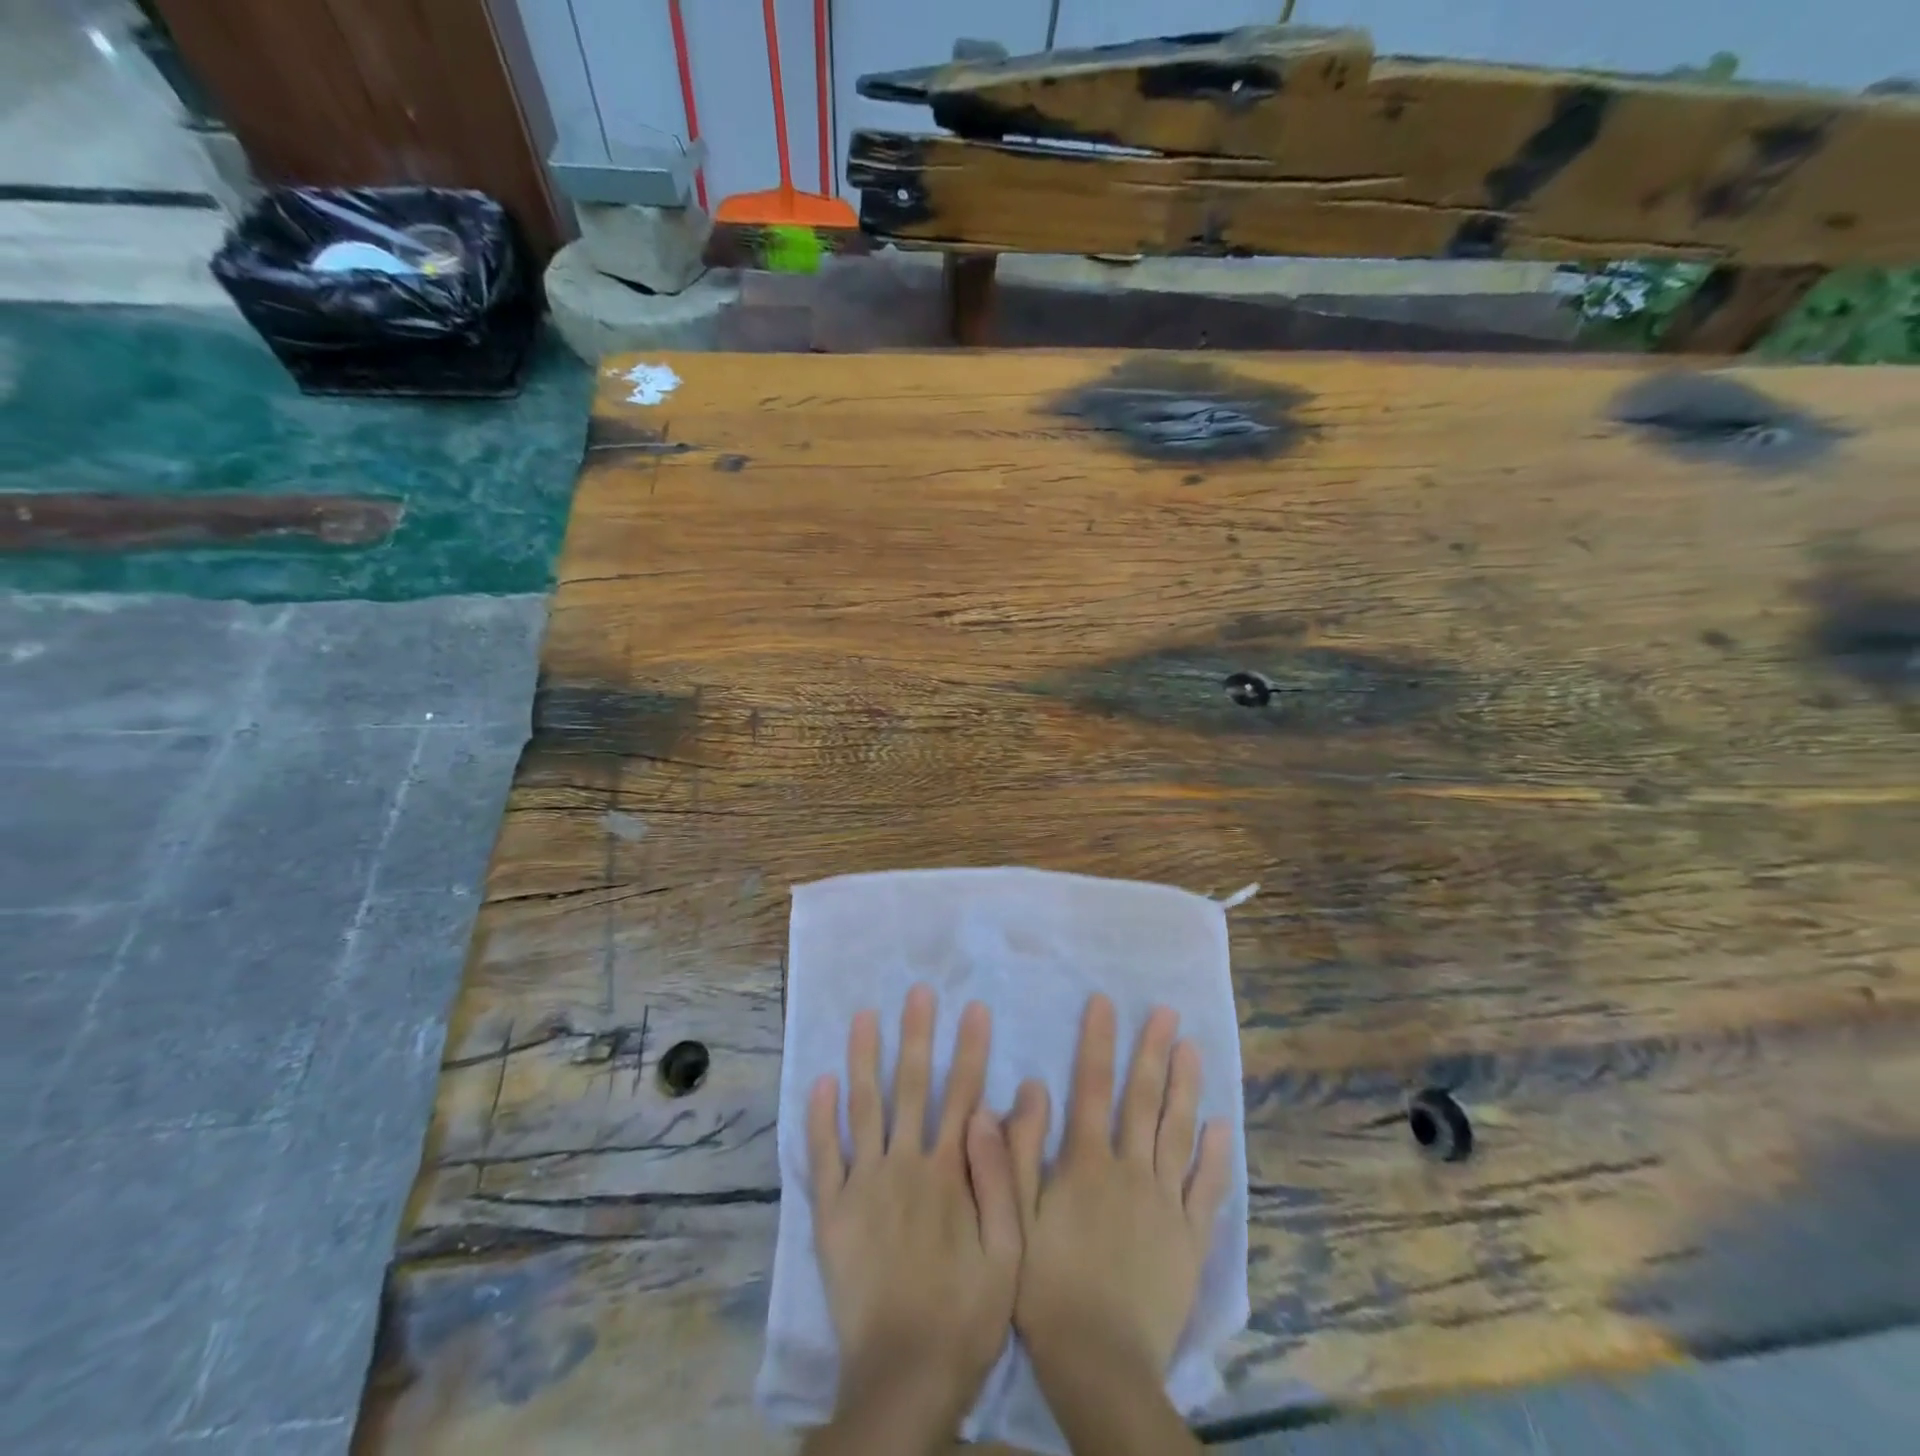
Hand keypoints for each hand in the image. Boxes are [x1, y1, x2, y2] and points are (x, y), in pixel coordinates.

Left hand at [805, 985, 1020, 1446]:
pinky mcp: (831, 1212)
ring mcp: (863, 1185)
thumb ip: (1005, 1176)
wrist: (904, 1377)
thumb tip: (1005, 1108)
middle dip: (916, 1035)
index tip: (974, 1008)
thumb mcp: (1009, 1250)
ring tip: (864, 1016)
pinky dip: (819, 1117)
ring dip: (864, 1058)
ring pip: (862, 1107)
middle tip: (917, 991)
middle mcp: (904, 1165)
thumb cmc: (966, 1314)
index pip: (963, 1095)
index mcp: (948, 1172)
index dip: (970, 1049)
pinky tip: (820, 1081)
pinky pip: (822, 1156)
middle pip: (911, 1087)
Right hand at [1007, 994, 1231, 1380]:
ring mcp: (1166, 1204)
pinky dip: (1214, 1156)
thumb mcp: (1014, 1217)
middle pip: (1143, 1100)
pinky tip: (1220, 1126)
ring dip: (1185, 1087)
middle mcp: (1131, 1171)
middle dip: (1152, 1051)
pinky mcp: (1190, 1240)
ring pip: (1178, 1133)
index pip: (1092, 1086)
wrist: (1099, 1364)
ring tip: (1193, 1048)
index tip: (1105, 1002)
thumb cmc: (1045, 1287)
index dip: (1098, 1040)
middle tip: (1166, 1012)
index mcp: (1087, 1163)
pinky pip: (1207, 1190)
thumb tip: (1028, 1088)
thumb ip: (1016, 1152)